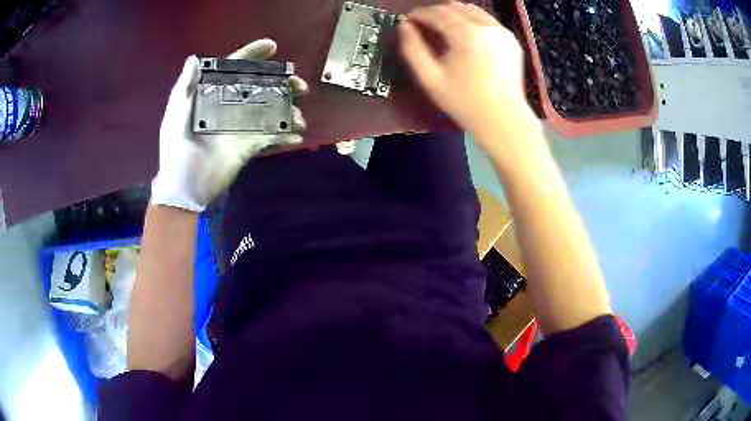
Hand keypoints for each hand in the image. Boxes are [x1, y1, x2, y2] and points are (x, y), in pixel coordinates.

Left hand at [151, 39, 307, 212]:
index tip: (272, 47)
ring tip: (298, 117)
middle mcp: (230, 106)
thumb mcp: (176, 117)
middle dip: (282, 84)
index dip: (252, 55)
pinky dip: (285, 135)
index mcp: (212, 95)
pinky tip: (296, 136)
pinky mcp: (249, 146)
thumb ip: (185, 89)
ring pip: (270, 110)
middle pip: (260, 87)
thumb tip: (195, 58)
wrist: (185, 189)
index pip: (234, 69)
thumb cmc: (177, 151)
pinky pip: (271, 137)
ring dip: (288, 110)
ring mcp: (241, 126)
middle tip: (299, 86)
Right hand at [399, 3, 531, 138]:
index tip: (409, 21)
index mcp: (467, 34)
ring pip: (473, 10)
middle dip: (436, 12)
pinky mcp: (511, 40)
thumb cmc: (465, 102)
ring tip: (443, 29)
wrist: (504, 120)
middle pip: (455, 7)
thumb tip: (404, 26)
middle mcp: (487, 26)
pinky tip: (466, 37)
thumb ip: (413, 49)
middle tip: (424, 25)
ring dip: (454, 15)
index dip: (419, 14)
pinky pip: (487, 21)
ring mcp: (502, 32)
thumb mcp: (431, 78)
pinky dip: (473, 22)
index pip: (436, 12)